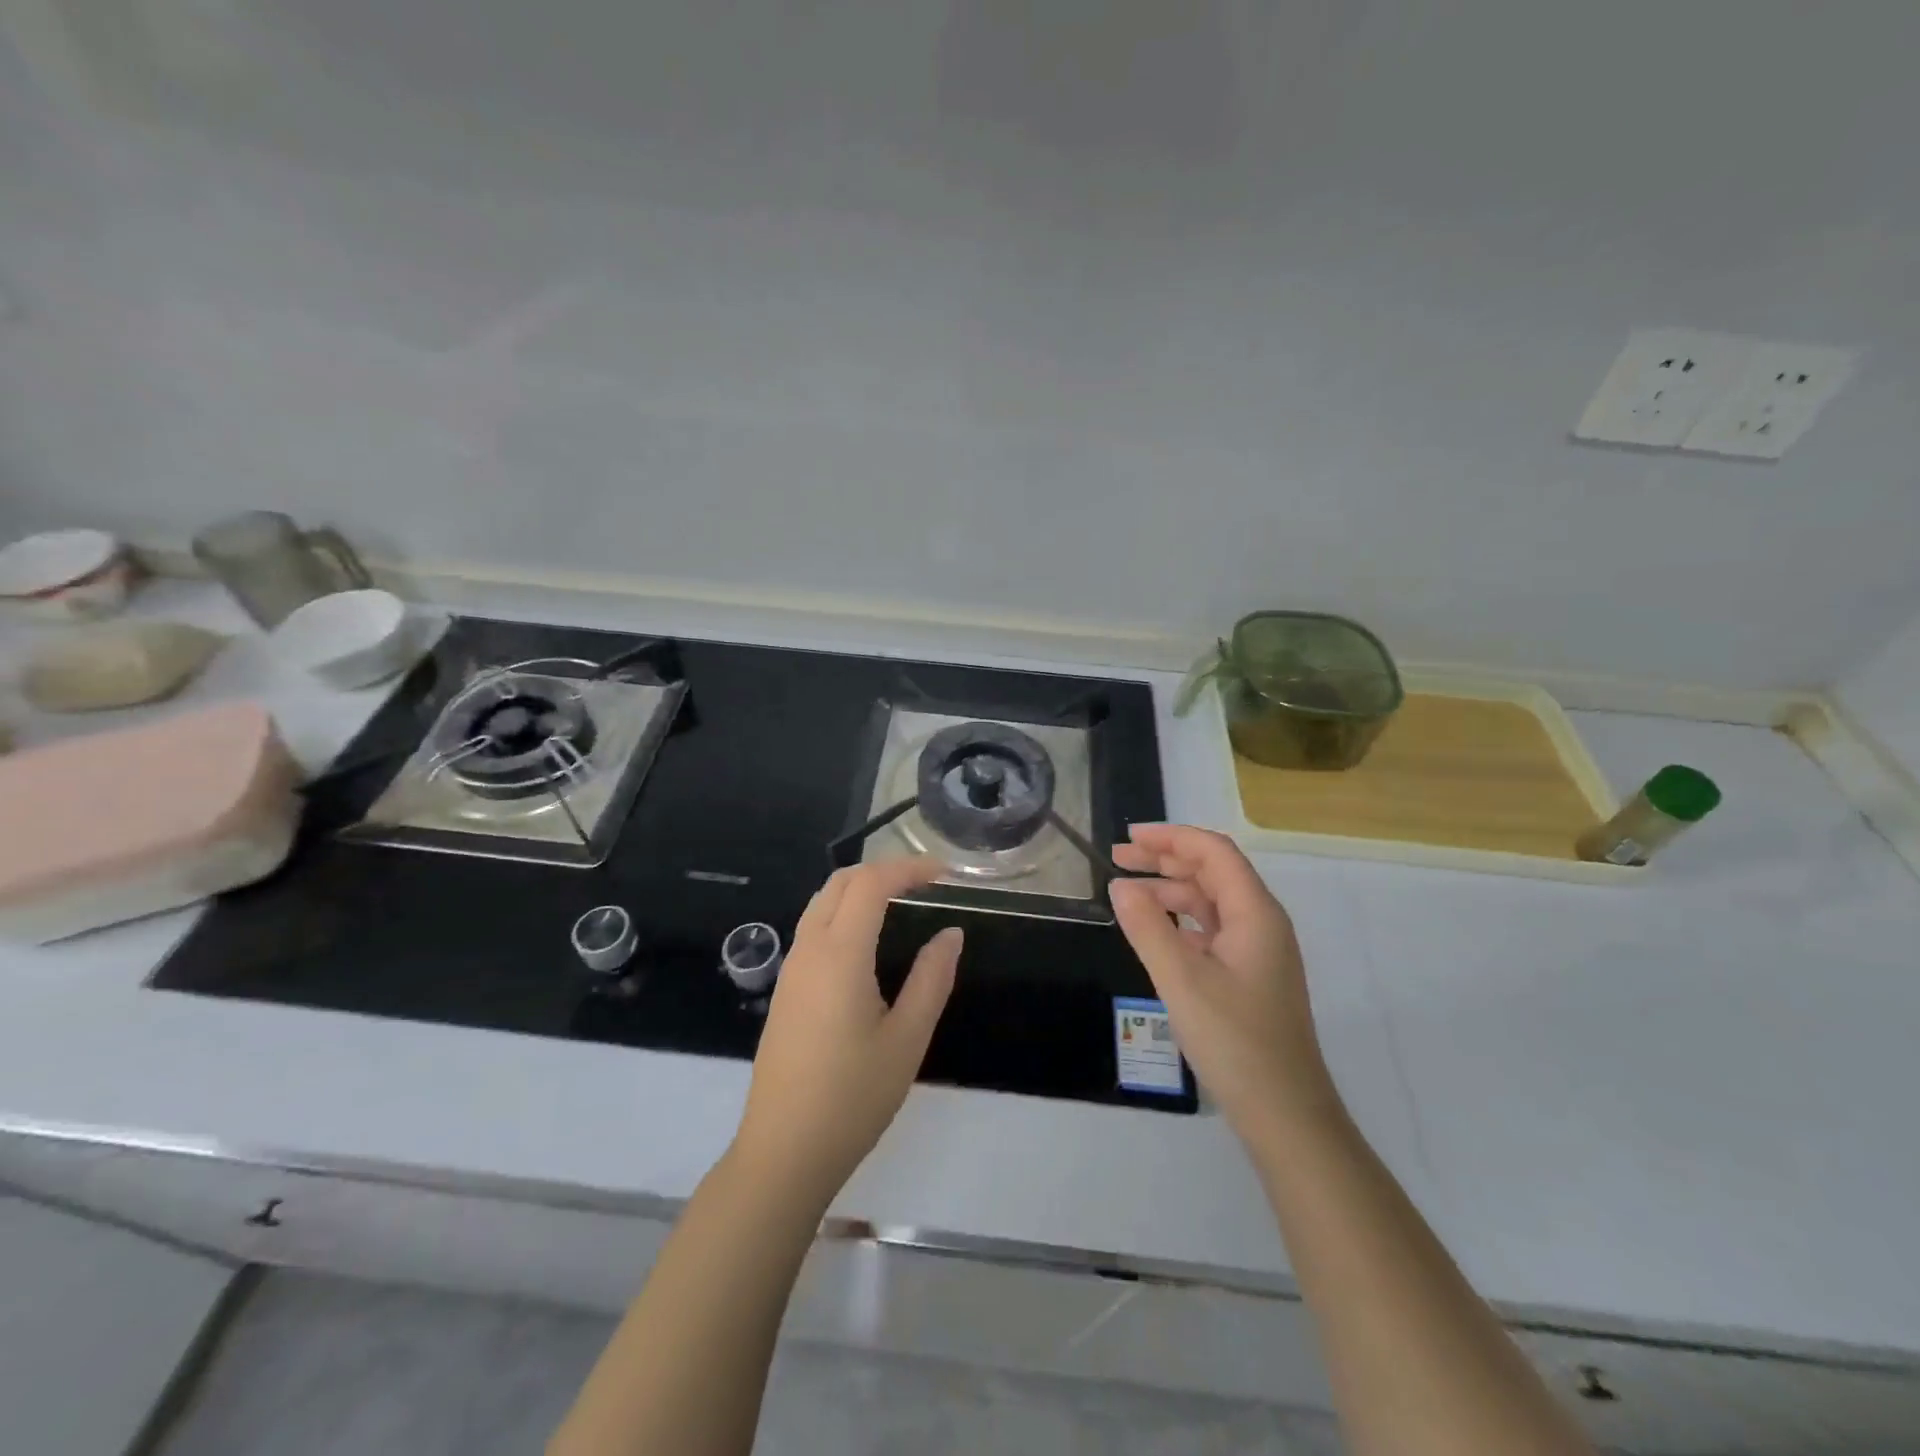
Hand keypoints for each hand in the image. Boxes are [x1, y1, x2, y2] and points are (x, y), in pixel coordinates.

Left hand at [732, 857, 961, 1207]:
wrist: (784, 1152)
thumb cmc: (853, 1097)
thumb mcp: (907, 1039)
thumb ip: (932, 979)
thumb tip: (951, 934)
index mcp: (840, 954)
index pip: (871, 884)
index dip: (908, 868)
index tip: (944, 874)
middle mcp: (809, 950)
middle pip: (840, 882)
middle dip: (883, 870)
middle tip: (924, 883)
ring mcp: (791, 970)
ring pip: (822, 903)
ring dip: (860, 889)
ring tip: (901, 903)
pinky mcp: (786, 991)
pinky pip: (813, 928)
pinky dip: (844, 912)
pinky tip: (869, 942)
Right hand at [1109, 825, 1338, 1146]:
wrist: (1284, 1113)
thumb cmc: (1235, 1041)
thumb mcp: (1181, 980)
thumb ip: (1147, 928)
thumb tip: (1120, 885)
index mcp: (1255, 913)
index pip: (1213, 852)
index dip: (1171, 837)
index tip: (1128, 838)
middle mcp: (1261, 923)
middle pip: (1212, 872)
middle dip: (1165, 860)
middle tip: (1117, 859)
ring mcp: (1257, 951)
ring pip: (1210, 902)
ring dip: (1169, 891)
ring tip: (1126, 893)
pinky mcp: (1248, 975)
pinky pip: (1210, 930)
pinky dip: (1179, 921)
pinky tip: (1153, 931)